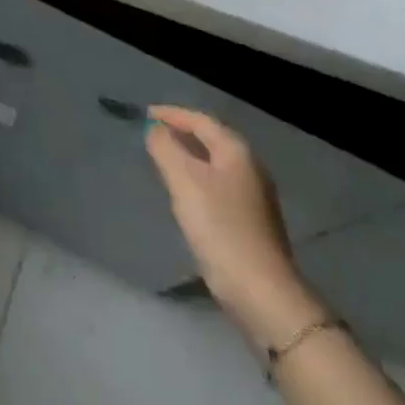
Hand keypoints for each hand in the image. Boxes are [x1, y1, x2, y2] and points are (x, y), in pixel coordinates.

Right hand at [145, 105, 329, 347]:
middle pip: (211, 138)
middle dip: (182, 131)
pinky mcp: (251, 219)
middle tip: (152, 133)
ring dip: (189, 155)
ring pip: (215, 162)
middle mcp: (250, 166)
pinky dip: (198, 177)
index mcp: (236, 151)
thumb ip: (165, 149)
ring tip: (164, 158)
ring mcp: (254, 194)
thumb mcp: (184, 182)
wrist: (260, 290)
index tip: (145, 113)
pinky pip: (218, 183)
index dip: (172, 113)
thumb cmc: (219, 228)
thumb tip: (154, 128)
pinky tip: (185, 192)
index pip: (200, 120)